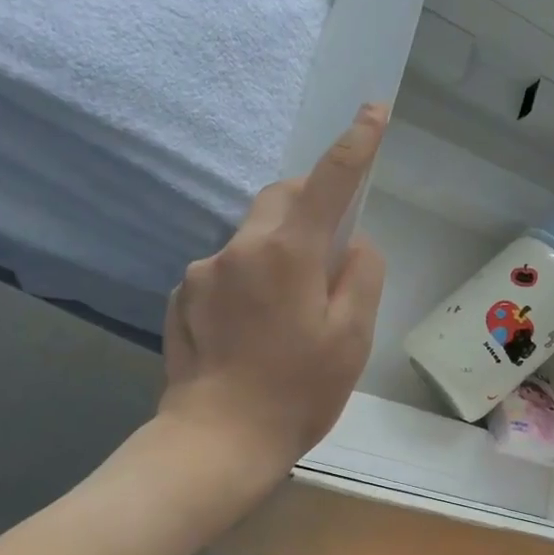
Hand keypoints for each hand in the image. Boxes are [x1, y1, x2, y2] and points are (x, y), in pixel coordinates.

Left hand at [158, 104, 388, 477]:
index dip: (355, 144)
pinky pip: (223, 271)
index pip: (328, 181)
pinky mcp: (180, 297)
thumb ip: (362, 275)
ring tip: (285, 315)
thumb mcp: (352, 337)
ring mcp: (201, 272)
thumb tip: (353, 242)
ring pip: (251, 239)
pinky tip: (249, 332)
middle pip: (279, 199)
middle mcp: (238, 248)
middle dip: (308, 206)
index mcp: (287, 252)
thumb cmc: (297, 391)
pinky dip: (245, 283)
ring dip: (276, 254)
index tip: (372, 112)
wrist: (216, 442)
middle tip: (327, 253)